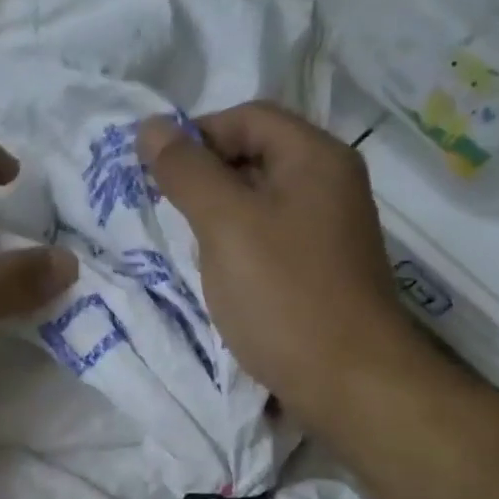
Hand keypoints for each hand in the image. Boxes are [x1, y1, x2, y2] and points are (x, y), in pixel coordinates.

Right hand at [138, 102, 437, 431]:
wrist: (348, 381)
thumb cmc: (283, 295)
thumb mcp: (225, 225)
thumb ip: (186, 172)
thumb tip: (150, 127)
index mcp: (315, 157)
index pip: (247, 117)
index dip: (196, 135)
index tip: (156, 174)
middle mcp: (330, 184)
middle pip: (256, 156)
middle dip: (205, 178)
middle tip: (168, 213)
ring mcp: (330, 230)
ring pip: (261, 203)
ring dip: (219, 217)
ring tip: (190, 248)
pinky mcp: (322, 270)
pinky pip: (272, 239)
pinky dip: (240, 247)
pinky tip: (221, 277)